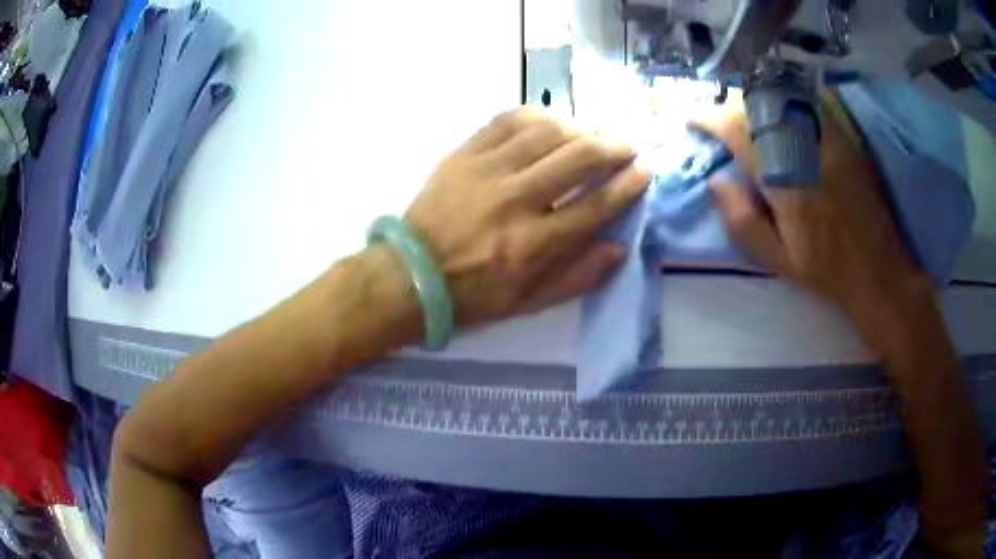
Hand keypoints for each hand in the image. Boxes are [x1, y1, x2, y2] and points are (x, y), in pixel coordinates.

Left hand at [405, 108, 648, 325]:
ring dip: (581, 126)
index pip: (596, 206)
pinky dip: (538, 114)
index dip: (627, 186)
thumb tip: (619, 248)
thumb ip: (578, 277)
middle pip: (578, 158)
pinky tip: (552, 119)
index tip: (643, 172)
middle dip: (613, 146)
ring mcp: (486, 172)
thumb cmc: (474, 293)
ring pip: (547, 132)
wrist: (412, 274)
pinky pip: (508, 120)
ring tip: (594, 131)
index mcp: (533, 245)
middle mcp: (515, 201)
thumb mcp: (529, 302)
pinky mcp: (464, 153)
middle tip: (627, 145)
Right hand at [694, 95, 925, 319]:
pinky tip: (779, 115)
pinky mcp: (843, 136)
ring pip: (780, 98)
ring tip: (743, 115)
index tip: (691, 119)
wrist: (879, 267)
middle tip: (717, 120)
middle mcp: (805, 149)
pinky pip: (805, 103)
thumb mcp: (778, 260)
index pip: (738, 131)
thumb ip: (742, 221)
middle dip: (729, 106)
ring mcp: (827, 138)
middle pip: (757, 106)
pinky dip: (783, 101)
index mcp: (785, 181)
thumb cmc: (826, 269)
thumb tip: (716, 180)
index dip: (709, 118)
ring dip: (753, 101)